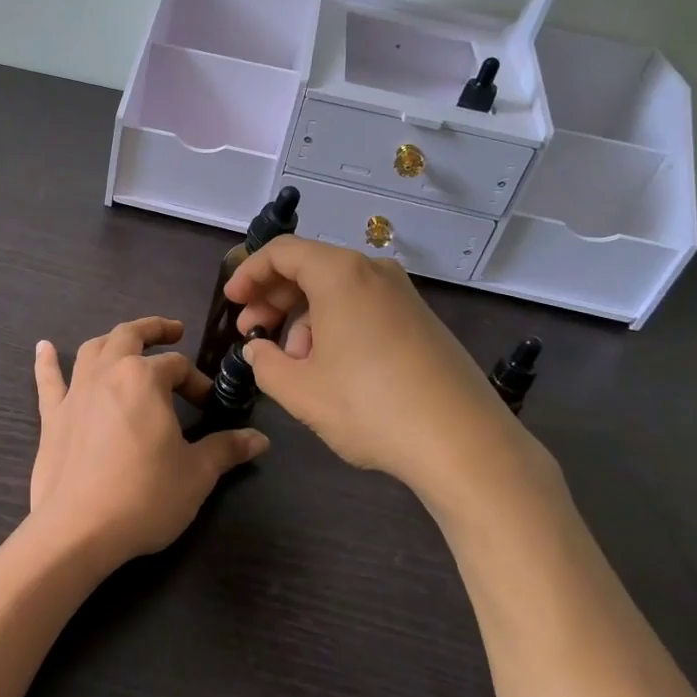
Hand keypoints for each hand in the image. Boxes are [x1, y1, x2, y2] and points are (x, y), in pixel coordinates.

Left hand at [28, 317, 267, 569]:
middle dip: (154, 330)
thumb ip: (226, 449)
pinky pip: (48, 381)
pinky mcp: (52, 417)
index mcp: (144, 378)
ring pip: (92, 350)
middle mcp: (107, 372)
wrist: (79, 530)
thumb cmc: (145, 495)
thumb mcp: (197, 473)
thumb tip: (260, 440)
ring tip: (126, 342)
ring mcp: (75, 392)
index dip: (197, 381)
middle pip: (130, 336)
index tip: (209, 404)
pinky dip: (46, 361)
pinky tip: (43, 347)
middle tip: (173, 331)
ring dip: (112, 340)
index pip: (178, 367)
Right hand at [226, 237, 556, 515]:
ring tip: (292, 363)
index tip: (232, 302)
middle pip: (310, 268)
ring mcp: (403, 295)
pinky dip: (336, 326)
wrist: (464, 443)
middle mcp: (374, 272)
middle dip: (274, 297)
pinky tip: (330, 369)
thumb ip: (265, 362)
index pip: (281, 252)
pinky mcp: (421, 321)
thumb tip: (259, 348)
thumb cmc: (370, 407)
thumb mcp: (300, 390)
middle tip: (252, 331)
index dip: (249, 273)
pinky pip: (364, 308)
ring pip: (337, 291)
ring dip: (304, 318)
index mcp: (340, 274)